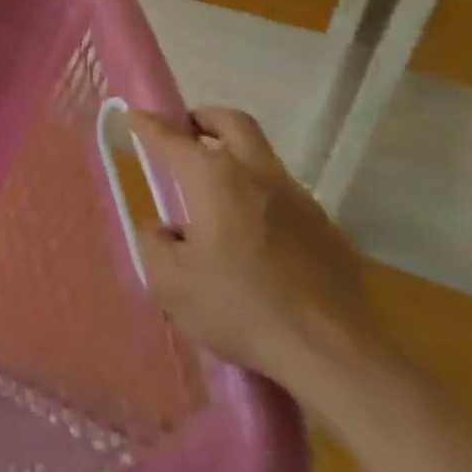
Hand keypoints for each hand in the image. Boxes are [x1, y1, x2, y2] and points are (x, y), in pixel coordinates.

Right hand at [128, 107, 394, 389]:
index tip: (135, 115)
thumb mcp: (168, 280)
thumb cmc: (240, 307)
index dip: (149, 124)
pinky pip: (288, 201)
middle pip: (233, 123)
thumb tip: (166, 231)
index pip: (173, 137)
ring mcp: (302, 203)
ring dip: (236, 162)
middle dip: (203, 119)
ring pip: (263, 161)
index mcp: (215, 178)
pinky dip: (263, 203)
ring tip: (215, 198)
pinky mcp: (331, 235)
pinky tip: (255, 241)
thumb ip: (154, 243)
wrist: (336, 356)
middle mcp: (259, 176)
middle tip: (184, 133)